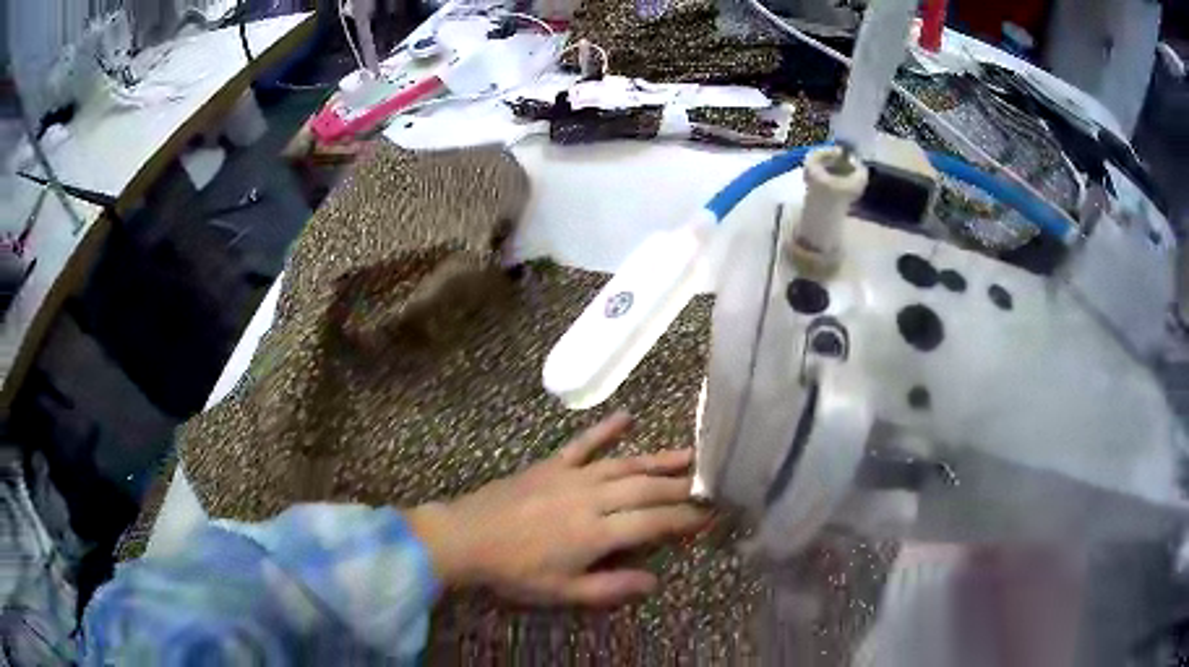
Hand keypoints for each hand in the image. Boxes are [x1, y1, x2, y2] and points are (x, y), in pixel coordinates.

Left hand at [405, 412, 709, 606]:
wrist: (466, 537)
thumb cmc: (514, 571)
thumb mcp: (562, 592)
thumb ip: (610, 587)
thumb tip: (655, 582)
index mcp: (596, 533)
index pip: (653, 522)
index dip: (685, 519)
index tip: (711, 515)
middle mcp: (592, 498)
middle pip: (646, 489)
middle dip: (681, 487)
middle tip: (711, 483)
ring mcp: (572, 476)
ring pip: (625, 464)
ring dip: (659, 459)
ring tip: (689, 454)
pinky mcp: (551, 464)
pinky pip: (584, 443)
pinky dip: (606, 429)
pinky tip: (628, 416)